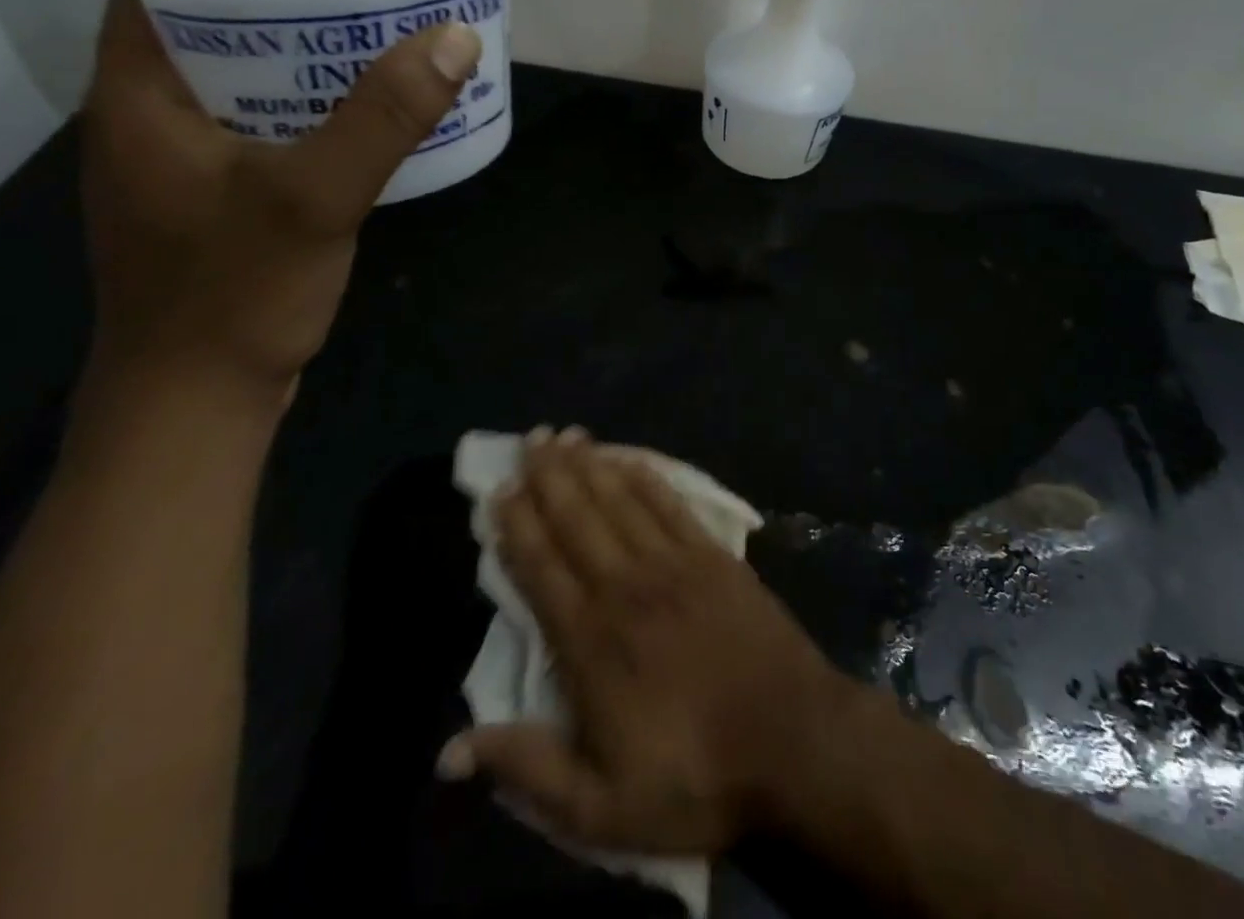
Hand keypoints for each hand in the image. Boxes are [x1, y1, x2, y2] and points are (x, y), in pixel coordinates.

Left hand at [80, 0, 478, 399]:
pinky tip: (359, 131)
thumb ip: (383, 118)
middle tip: (359, 2)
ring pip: (239, 96)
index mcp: (137, 102)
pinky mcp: (214, 211)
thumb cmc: (236, 294)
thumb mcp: (314, 197)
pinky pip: (259, 142)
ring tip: (372, 54)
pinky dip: (304, 124)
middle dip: (281, 18)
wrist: (198, 406)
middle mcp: (145, 128)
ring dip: (298, 74)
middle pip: (209, 43)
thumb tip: (454, 38)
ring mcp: (179, 175)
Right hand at [438, 429, 855, 854]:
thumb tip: (449, 750)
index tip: (499, 490)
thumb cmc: (696, 778)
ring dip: (590, 465)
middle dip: (549, 476)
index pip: (541, 568)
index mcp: (591, 641)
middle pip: (577, 518)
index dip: (517, 526)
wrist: (794, 742)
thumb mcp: (602, 807)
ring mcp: (673, 563)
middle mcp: (626, 586)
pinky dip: (646, 477)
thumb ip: (528, 769)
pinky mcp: (713, 555)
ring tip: (566, 436)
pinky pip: (670, 504)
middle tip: (529, 439)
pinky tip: (629, 459)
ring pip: (620, 500)